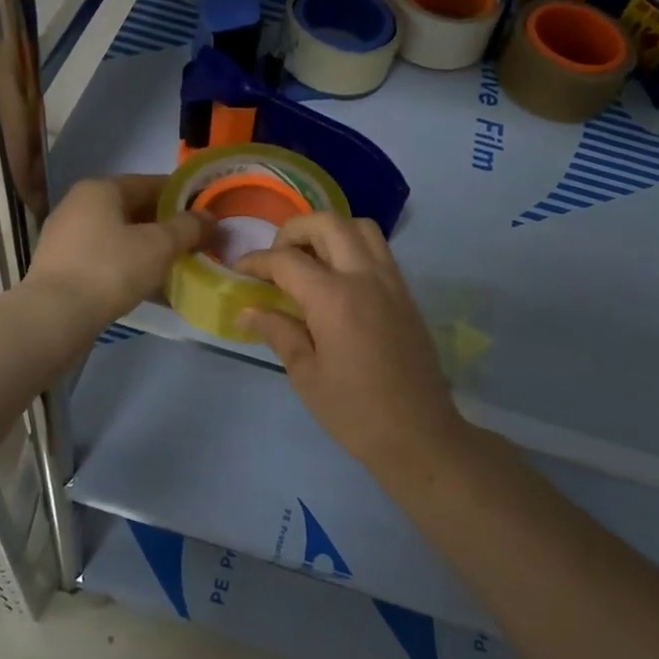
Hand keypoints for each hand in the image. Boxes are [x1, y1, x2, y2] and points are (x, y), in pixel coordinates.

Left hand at [27, 175, 212, 332]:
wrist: (54, 318)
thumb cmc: (110, 269)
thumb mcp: (159, 246)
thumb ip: (188, 227)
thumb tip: (209, 217)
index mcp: (100, 189)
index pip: (151, 183)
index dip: (182, 197)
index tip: (206, 213)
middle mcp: (78, 205)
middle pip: (133, 210)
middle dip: (166, 226)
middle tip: (196, 243)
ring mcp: (66, 237)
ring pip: (119, 237)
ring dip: (148, 249)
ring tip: (177, 266)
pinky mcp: (61, 267)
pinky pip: (105, 259)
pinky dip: (129, 267)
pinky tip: (149, 287)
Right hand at [236, 214, 464, 469]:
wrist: (419, 435)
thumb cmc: (355, 412)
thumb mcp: (306, 376)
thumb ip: (278, 332)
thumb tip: (248, 310)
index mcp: (334, 298)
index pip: (287, 260)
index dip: (256, 261)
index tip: (238, 271)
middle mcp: (365, 277)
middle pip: (327, 223)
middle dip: (294, 231)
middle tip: (276, 258)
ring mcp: (391, 281)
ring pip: (360, 227)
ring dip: (329, 231)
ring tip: (309, 260)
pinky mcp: (405, 293)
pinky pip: (378, 249)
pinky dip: (352, 247)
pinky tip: (336, 279)